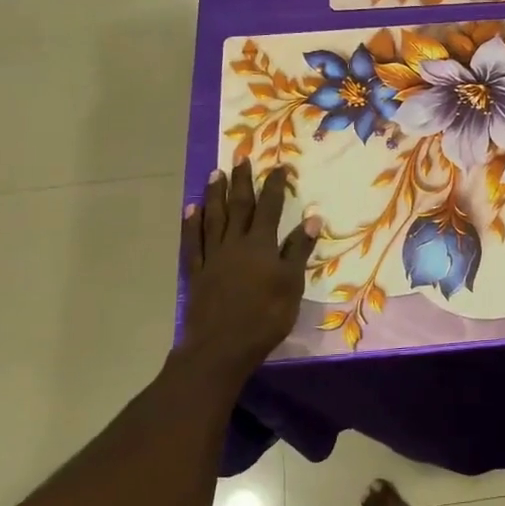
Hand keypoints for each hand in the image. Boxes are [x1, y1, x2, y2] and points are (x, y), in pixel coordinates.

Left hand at [180, 162, 319, 368]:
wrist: (221, 348)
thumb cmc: (265, 317)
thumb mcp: (291, 284)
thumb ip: (299, 249)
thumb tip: (313, 216)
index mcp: (261, 245)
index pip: (270, 208)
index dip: (275, 187)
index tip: (279, 166)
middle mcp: (235, 244)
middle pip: (239, 207)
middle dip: (242, 181)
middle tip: (241, 157)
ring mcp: (213, 257)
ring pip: (213, 218)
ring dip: (215, 195)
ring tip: (215, 174)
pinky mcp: (197, 273)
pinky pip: (193, 242)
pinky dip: (191, 224)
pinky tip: (192, 209)